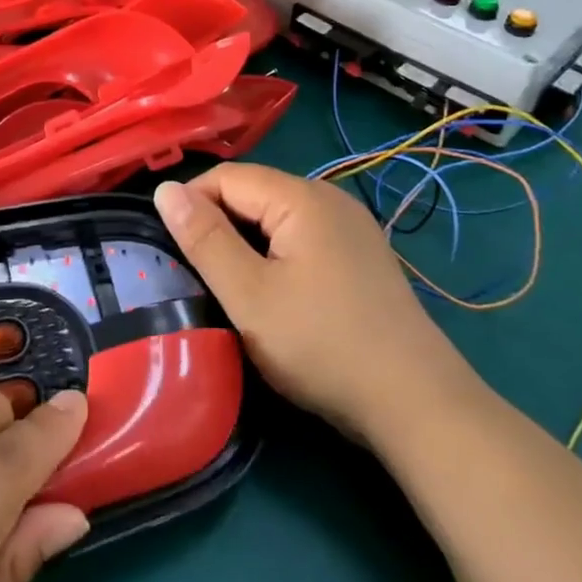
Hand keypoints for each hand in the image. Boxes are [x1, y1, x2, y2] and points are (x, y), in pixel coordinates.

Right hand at [154, 165, 476, 440]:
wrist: (416, 404)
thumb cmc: (322, 346)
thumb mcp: (248, 295)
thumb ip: (204, 239)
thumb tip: (165, 189)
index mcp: (302, 197)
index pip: (226, 177)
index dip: (191, 206)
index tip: (172, 252)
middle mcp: (330, 198)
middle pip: (253, 193)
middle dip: (218, 226)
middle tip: (199, 277)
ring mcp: (351, 227)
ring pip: (276, 218)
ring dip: (246, 244)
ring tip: (231, 289)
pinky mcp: (361, 256)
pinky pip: (302, 237)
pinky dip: (276, 255)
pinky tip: (275, 295)